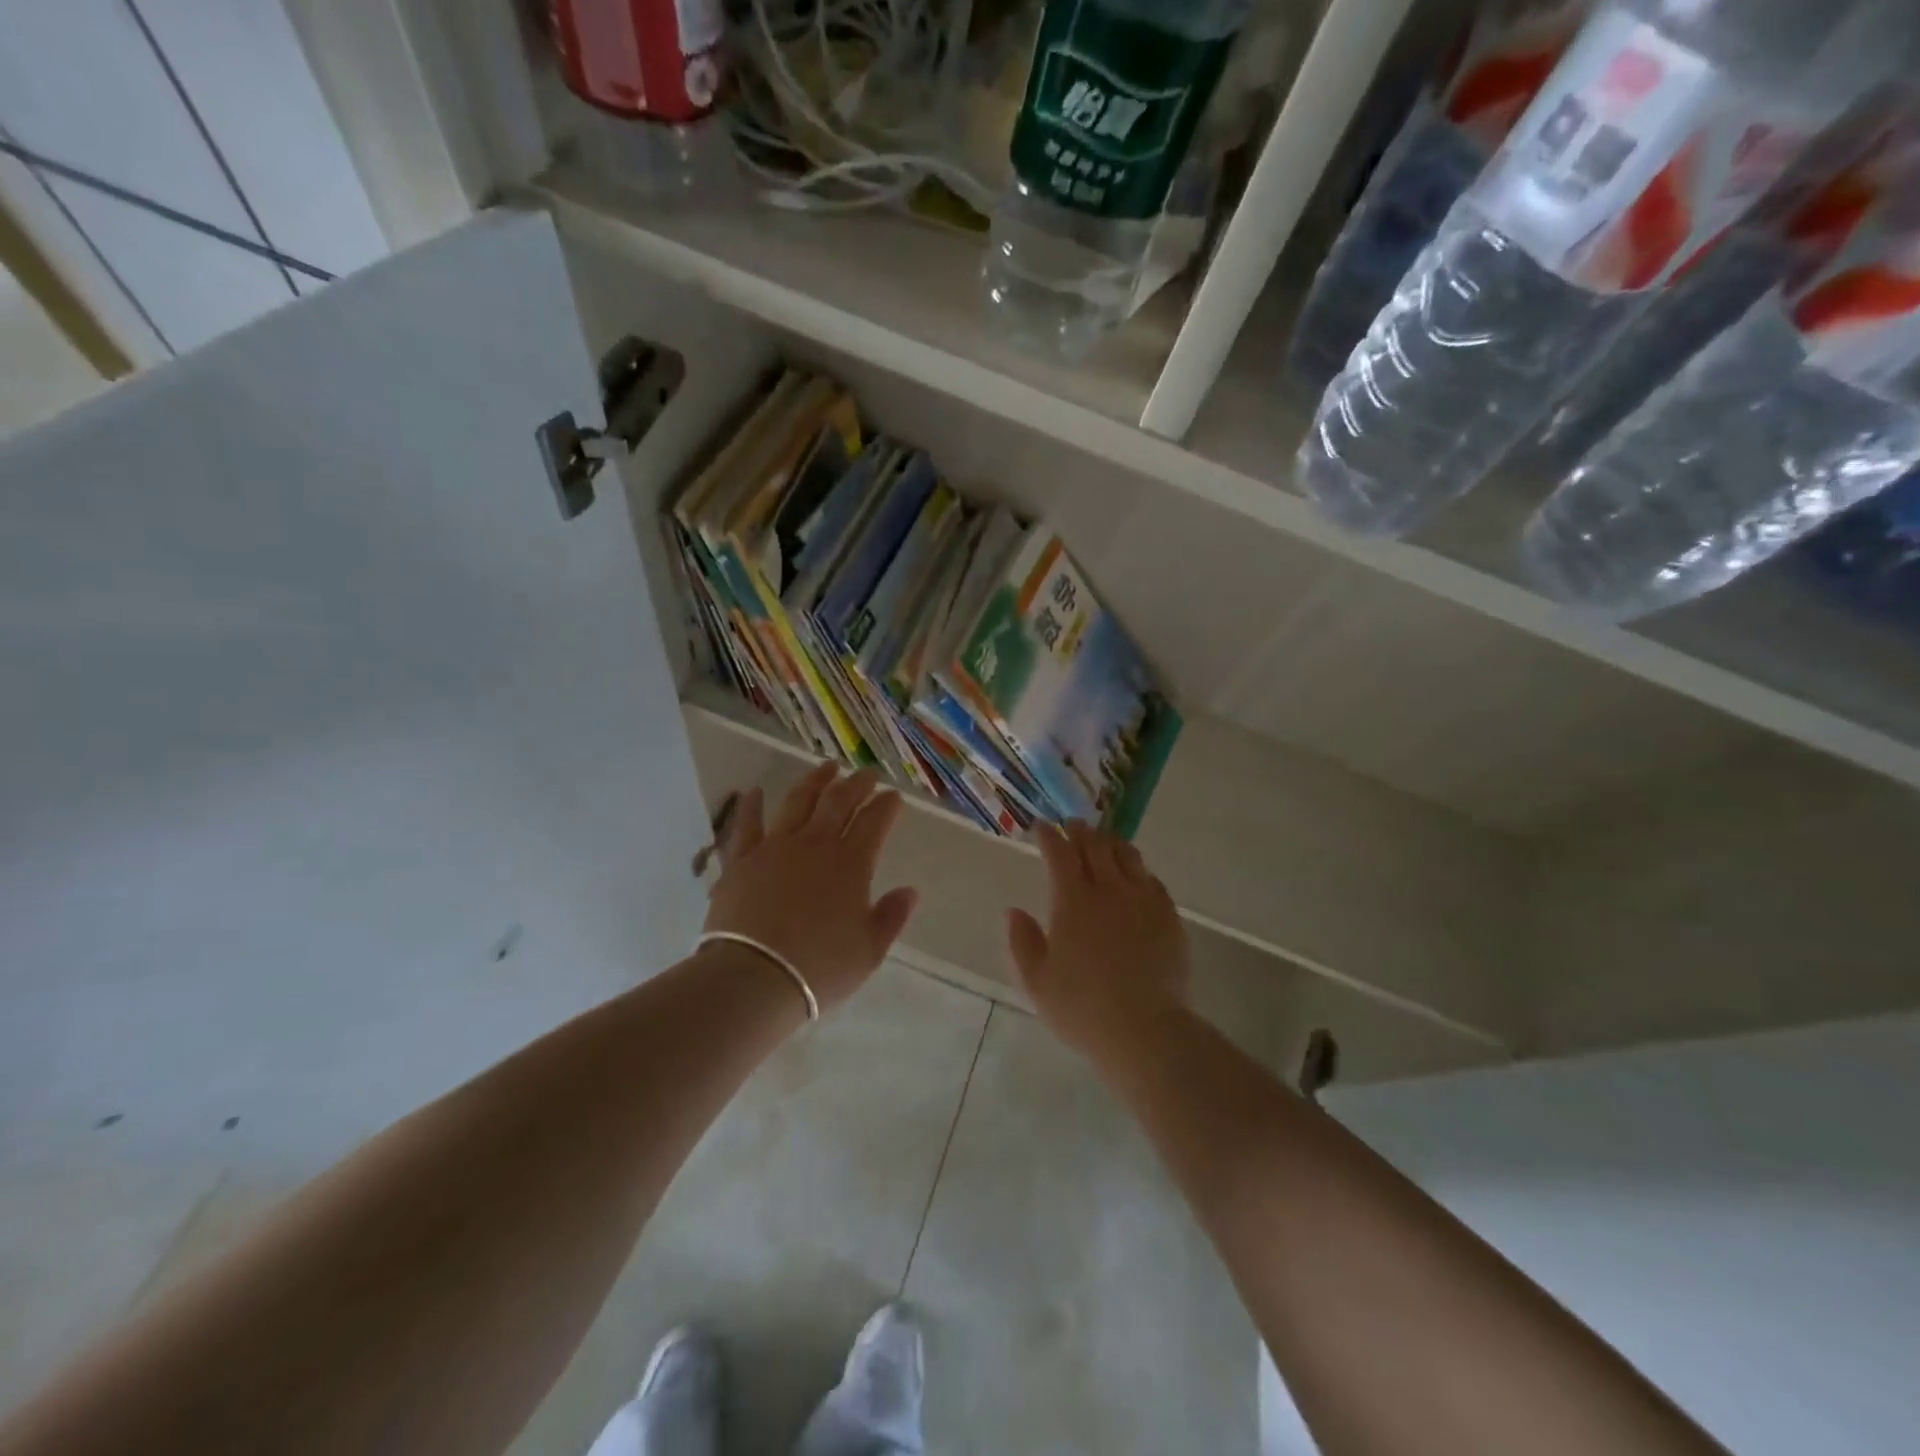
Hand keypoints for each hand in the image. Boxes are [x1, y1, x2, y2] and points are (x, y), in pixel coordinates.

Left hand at [702, 763, 918, 1014]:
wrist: (754, 977)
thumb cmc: (820, 967)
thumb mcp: (869, 951)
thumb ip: (891, 917)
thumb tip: (910, 891)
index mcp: (851, 863)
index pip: (874, 822)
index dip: (886, 805)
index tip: (894, 796)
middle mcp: (815, 844)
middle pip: (839, 802)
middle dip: (857, 784)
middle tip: (867, 773)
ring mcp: (775, 848)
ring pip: (798, 802)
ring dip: (815, 781)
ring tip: (827, 768)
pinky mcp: (741, 860)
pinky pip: (747, 825)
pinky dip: (752, 805)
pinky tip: (755, 791)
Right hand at [1006, 821, 1189, 1055]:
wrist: (1144, 1030)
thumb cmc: (1081, 1008)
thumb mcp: (1036, 981)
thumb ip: (1022, 941)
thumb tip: (1013, 911)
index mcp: (1073, 900)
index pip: (1059, 853)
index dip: (1048, 835)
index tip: (1040, 827)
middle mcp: (1109, 889)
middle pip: (1094, 845)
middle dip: (1079, 831)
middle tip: (1071, 826)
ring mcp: (1142, 899)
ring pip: (1127, 855)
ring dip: (1110, 842)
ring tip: (1102, 842)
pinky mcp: (1168, 915)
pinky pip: (1151, 879)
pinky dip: (1137, 870)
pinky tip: (1134, 877)